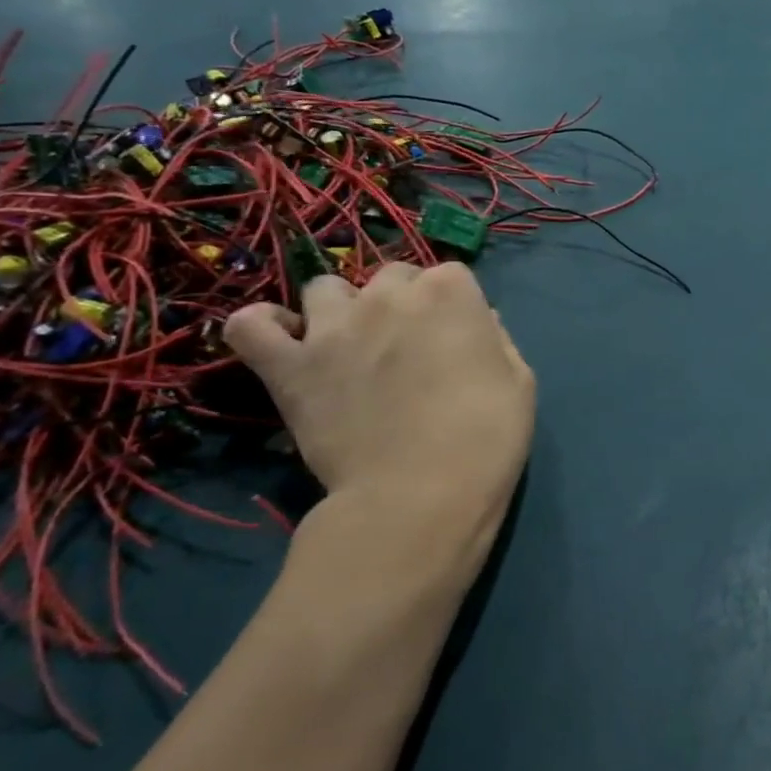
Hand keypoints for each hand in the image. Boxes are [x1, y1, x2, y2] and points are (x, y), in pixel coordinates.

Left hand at [225, 263, 534, 612]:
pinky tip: (283, 343)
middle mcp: (388, 296)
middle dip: (402, 301)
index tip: (458, 338)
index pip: (450, 275)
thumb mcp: (519, 381)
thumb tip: (477, 321)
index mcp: (449, 293)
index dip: (454, 306)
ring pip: (325, 289)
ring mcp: (332, 327)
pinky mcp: (290, 366)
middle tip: (410, 347)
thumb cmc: (486, 437)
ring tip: (350, 345)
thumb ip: (496, 339)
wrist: (421, 495)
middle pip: (392, 276)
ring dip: (340, 308)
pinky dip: (262, 327)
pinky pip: (251, 326)